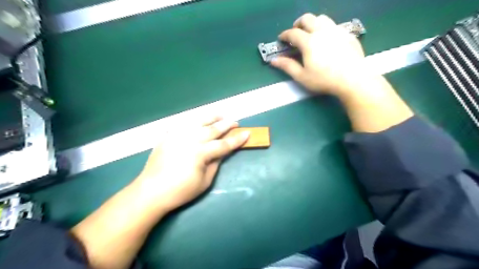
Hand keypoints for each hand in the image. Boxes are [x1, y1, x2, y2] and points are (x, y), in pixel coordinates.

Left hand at [133, 117, 248, 210]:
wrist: (151, 191)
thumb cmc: (180, 191)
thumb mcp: (204, 181)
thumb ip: (215, 163)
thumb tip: (222, 152)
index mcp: (200, 153)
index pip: (224, 144)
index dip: (237, 139)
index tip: (247, 133)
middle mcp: (190, 139)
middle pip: (213, 129)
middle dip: (226, 125)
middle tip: (235, 122)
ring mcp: (178, 136)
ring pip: (198, 122)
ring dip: (211, 117)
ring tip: (220, 115)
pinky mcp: (168, 136)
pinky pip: (183, 124)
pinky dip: (194, 121)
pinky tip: (199, 121)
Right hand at [271, 14, 371, 96]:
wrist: (353, 79)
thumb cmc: (324, 79)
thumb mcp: (302, 76)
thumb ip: (287, 66)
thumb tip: (274, 60)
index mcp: (309, 42)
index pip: (293, 33)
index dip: (285, 35)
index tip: (281, 38)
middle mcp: (322, 31)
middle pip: (308, 18)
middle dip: (298, 23)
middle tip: (295, 31)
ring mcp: (337, 31)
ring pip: (322, 18)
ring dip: (313, 23)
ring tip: (311, 33)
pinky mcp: (348, 34)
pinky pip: (335, 26)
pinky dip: (326, 29)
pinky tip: (327, 40)